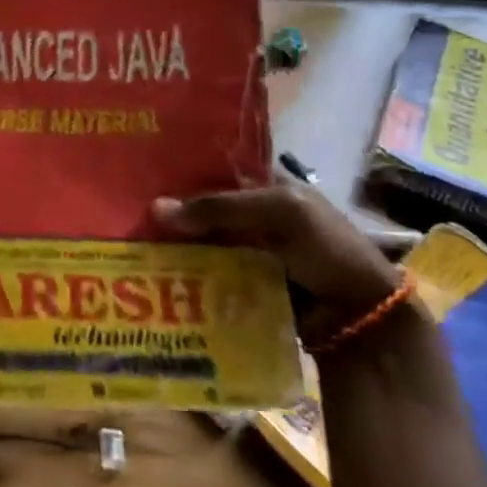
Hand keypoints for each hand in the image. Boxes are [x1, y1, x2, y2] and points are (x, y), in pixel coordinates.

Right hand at [151, 177, 400, 323]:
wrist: (361, 316)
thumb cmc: (326, 248)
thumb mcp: (278, 211)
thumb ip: (220, 207)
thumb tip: (155, 208)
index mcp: (267, 186)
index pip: (215, 171)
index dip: (183, 172)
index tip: (141, 175)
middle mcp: (254, 216)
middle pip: (203, 210)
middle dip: (172, 214)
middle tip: (126, 215)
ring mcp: (248, 252)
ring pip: (201, 243)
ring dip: (174, 246)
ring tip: (130, 246)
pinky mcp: (243, 286)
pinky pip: (207, 275)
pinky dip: (186, 275)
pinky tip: (156, 274)